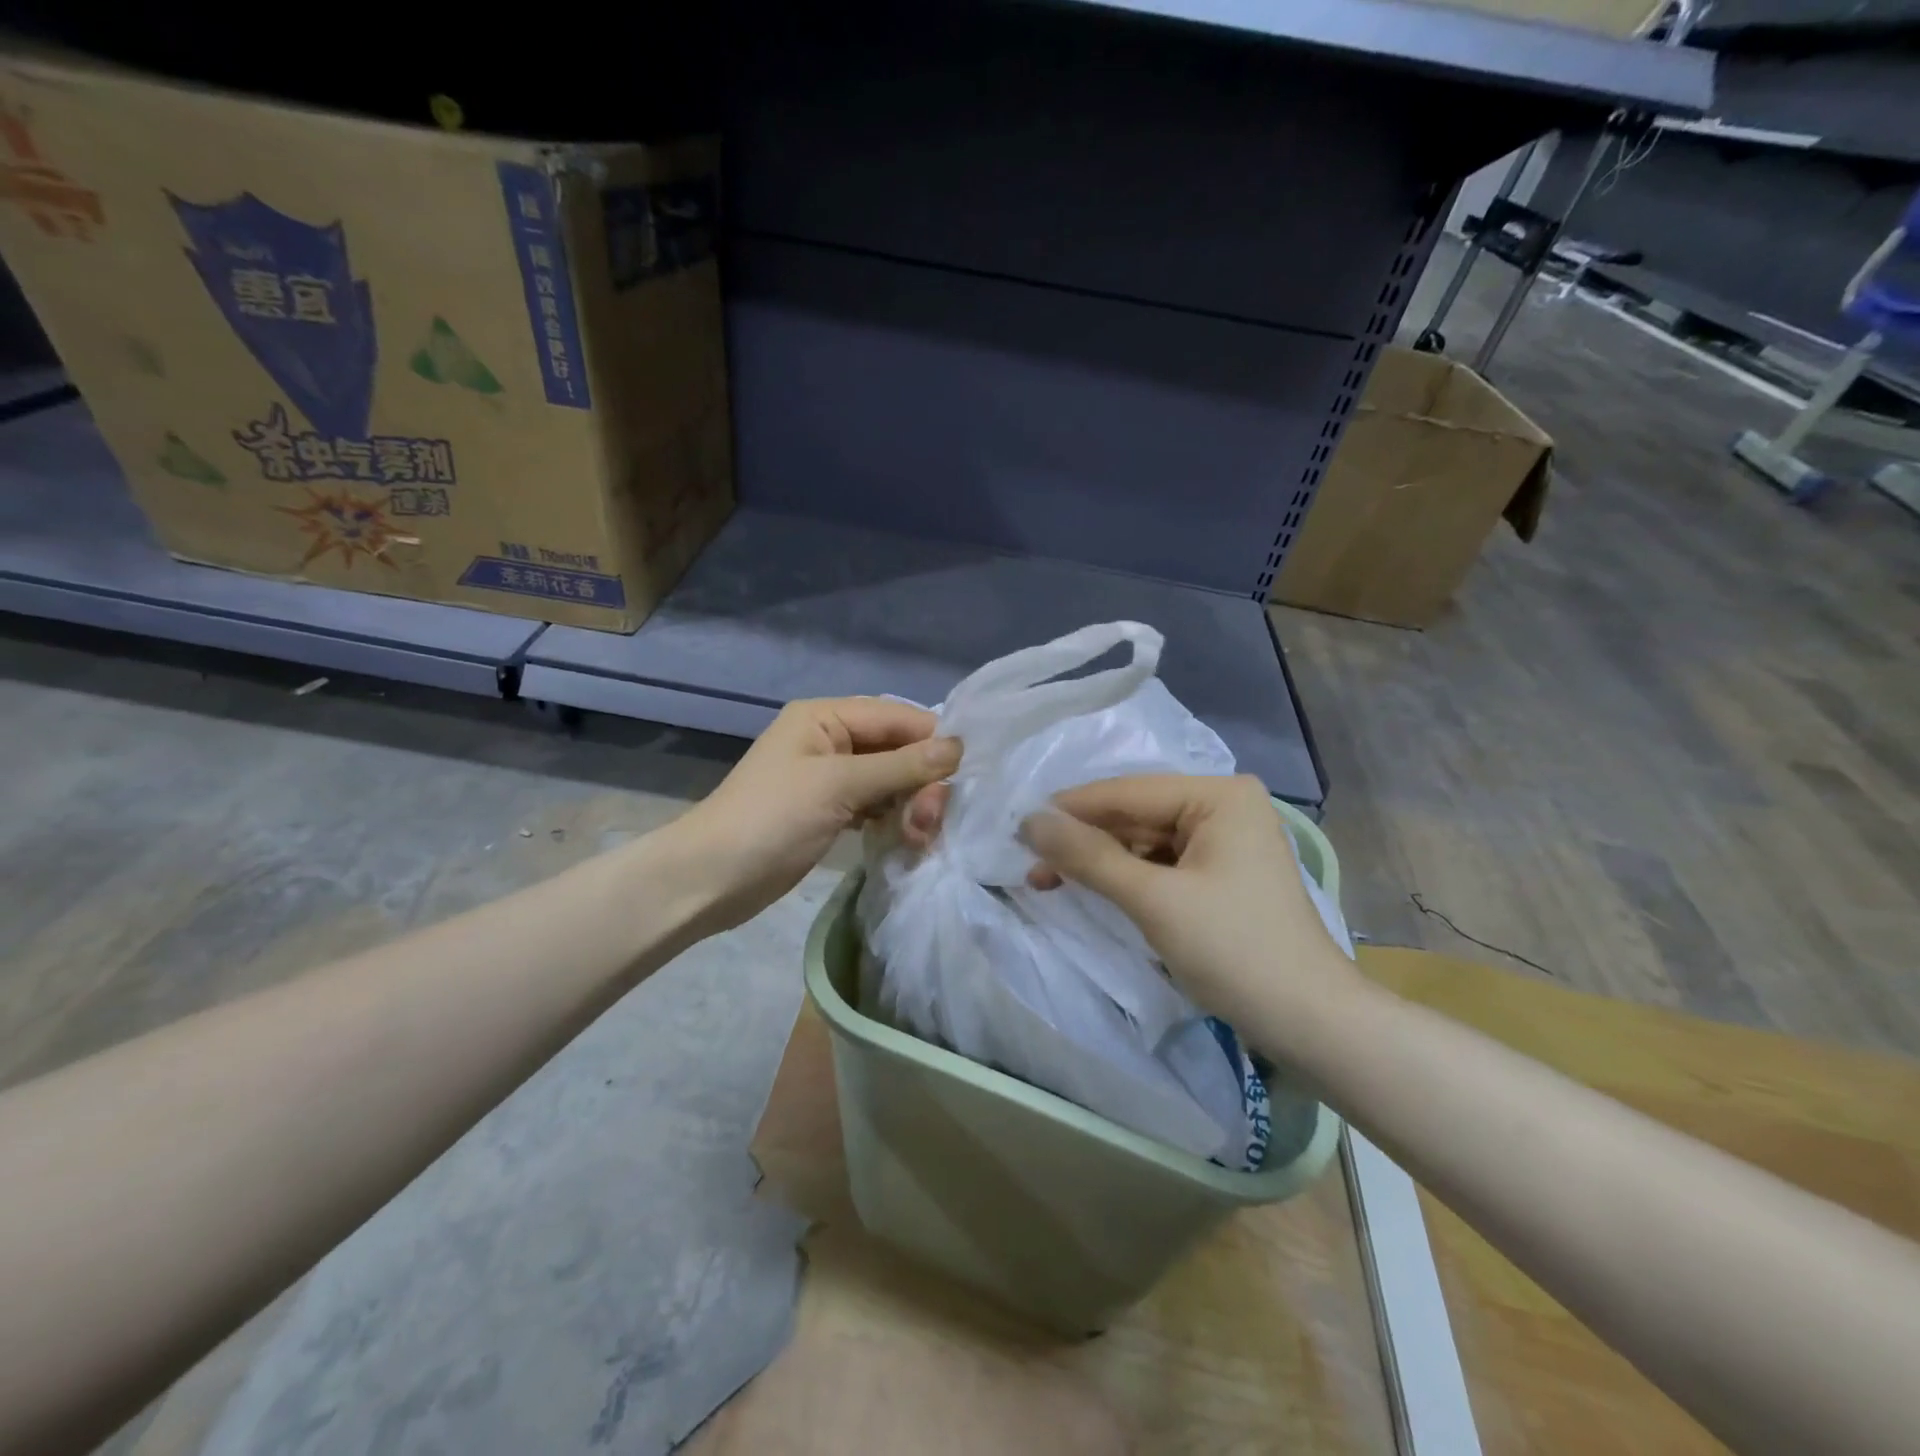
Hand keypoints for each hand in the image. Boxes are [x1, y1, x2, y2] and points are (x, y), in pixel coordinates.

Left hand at [671, 698, 960, 933]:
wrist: (711, 878)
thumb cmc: (771, 819)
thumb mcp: (839, 786)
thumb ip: (901, 767)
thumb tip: (958, 747)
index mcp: (825, 717)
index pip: (896, 716)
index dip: (932, 740)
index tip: (964, 774)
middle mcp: (830, 739)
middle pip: (896, 749)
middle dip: (920, 781)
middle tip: (931, 820)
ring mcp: (830, 778)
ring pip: (890, 780)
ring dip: (911, 803)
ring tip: (919, 835)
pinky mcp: (830, 811)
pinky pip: (875, 805)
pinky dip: (893, 819)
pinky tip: (907, 839)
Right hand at [1017, 774, 1360, 1028]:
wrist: (1311, 1024)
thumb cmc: (1235, 951)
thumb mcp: (1154, 900)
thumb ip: (1089, 856)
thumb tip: (1030, 820)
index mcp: (1219, 796)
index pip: (1128, 793)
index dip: (1070, 809)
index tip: (1017, 824)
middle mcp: (1224, 807)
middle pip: (1136, 816)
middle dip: (1084, 840)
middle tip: (1029, 861)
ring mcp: (1225, 842)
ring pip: (1144, 842)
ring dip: (1100, 861)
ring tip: (1048, 879)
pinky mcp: (1221, 875)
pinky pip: (1161, 865)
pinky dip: (1126, 879)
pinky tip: (1092, 889)